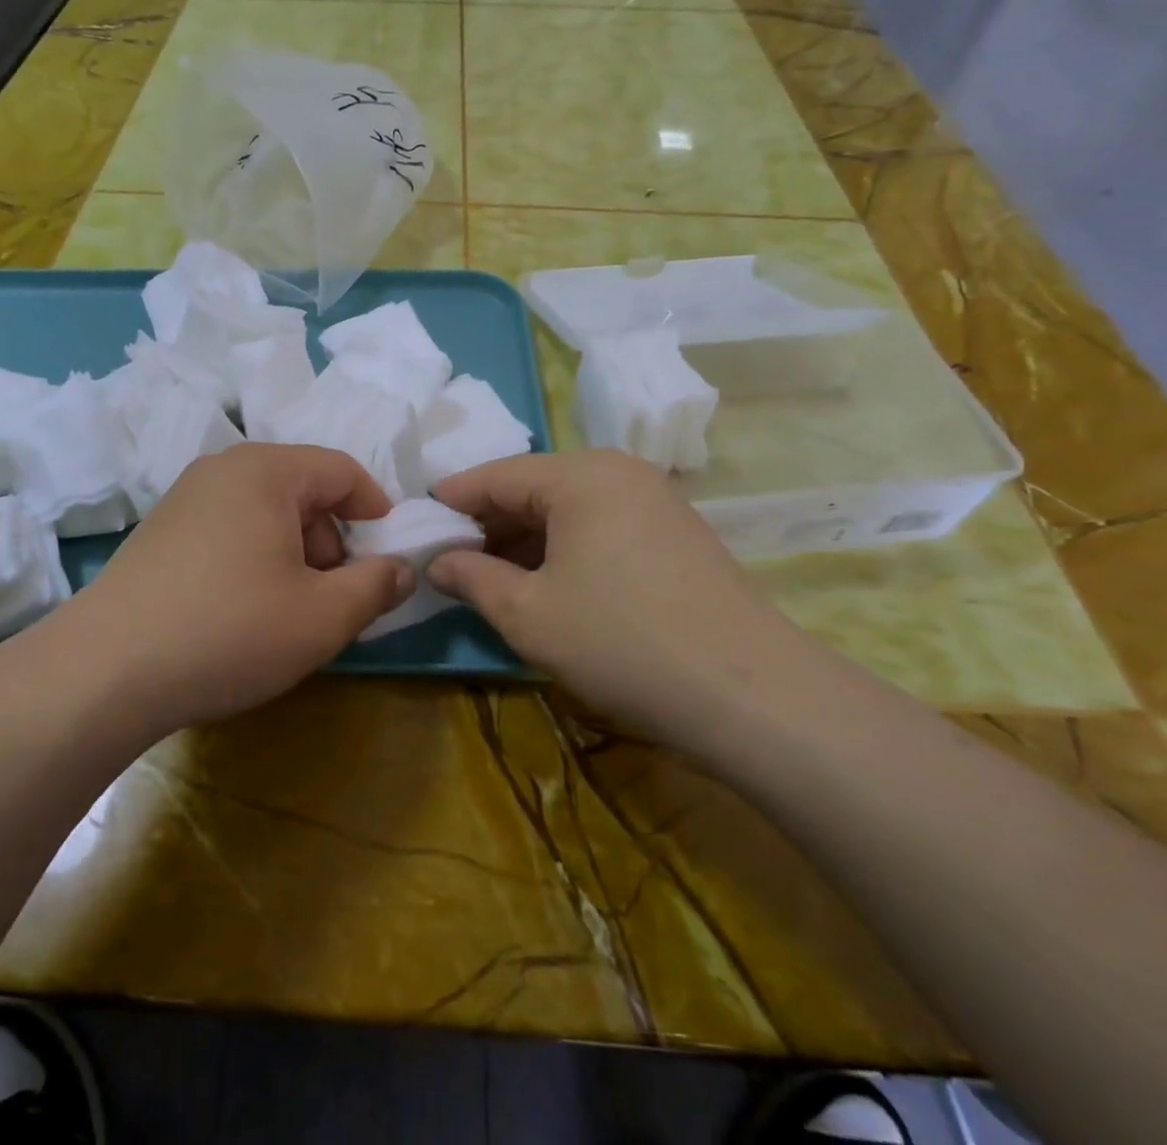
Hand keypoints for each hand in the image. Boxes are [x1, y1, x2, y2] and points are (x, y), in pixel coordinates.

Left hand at [57, 444, 413, 734]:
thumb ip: (377, 586)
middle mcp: (223, 469)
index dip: (376, 511)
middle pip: (304, 491)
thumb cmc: (229, 630)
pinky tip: (240, 612)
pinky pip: (229, 530)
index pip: (343, 471)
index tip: (386, 557)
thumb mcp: (323, 616)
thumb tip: (401, 568)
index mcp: (267, 470)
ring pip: (266, 514)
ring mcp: (184, 498)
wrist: (104, 672)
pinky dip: (253, 560)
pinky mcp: (159, 531)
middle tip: (331, 599)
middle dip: (331, 542)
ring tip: (285, 613)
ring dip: (293, 556)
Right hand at [429, 452, 812, 746]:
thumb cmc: (621, 642)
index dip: (452, 500)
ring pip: (569, 509)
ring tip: (490, 577)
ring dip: (526, 540)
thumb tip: (437, 562)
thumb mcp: (528, 614)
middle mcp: (619, 471)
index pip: (497, 475)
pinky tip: (546, 584)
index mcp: (580, 474)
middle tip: (449, 558)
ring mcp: (655, 500)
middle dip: (489, 523)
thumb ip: (472, 578)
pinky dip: (565, 549)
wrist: (749, 694)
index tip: (416, 523)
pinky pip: (601, 526)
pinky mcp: (676, 533)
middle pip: (534, 487)